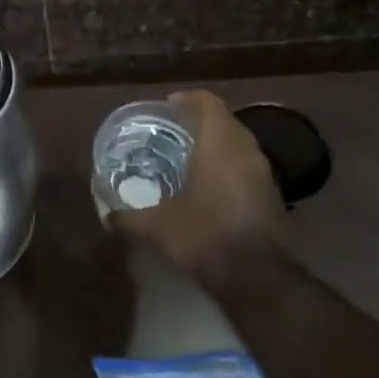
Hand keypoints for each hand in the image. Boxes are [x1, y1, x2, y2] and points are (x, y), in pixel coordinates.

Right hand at [112, 90, 287, 282]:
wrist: (257, 278)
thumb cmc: (204, 236)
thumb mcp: (155, 226)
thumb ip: (127, 216)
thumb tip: (106, 215)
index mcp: (219, 144)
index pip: (208, 102)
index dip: (187, 99)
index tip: (166, 107)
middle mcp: (246, 150)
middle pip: (224, 120)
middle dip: (198, 121)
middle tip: (170, 132)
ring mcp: (264, 173)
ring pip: (238, 143)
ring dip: (216, 143)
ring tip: (186, 157)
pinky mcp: (272, 194)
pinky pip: (246, 165)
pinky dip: (227, 165)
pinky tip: (207, 185)